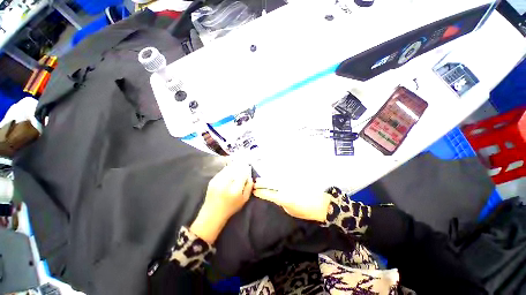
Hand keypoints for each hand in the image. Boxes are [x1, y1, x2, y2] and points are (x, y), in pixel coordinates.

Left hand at [190, 163, 253, 243]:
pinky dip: (226, 170)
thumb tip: (250, 177)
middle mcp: (226, 184)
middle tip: (242, 168)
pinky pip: (222, 171)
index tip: (247, 170)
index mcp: (235, 190)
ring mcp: (218, 181)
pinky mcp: (212, 180)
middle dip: (240, 167)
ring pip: (228, 168)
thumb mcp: (244, 200)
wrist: (212, 213)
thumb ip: (249, 188)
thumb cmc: (230, 208)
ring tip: (236, 169)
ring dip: (233, 167)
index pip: (243, 174)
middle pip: (235, 169)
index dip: (246, 170)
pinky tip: (228, 174)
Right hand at [253, 178, 330, 221]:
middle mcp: (285, 187)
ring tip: (260, 179)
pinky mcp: (294, 178)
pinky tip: (272, 176)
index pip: (268, 193)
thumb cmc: (306, 211)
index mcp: (284, 198)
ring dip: (267, 179)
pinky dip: (275, 176)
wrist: (322, 203)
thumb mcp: (291, 211)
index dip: (260, 192)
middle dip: (261, 183)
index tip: (253, 191)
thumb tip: (274, 196)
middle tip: (254, 183)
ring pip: (275, 178)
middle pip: (270, 183)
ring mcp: (290, 181)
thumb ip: (281, 202)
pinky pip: (282, 176)